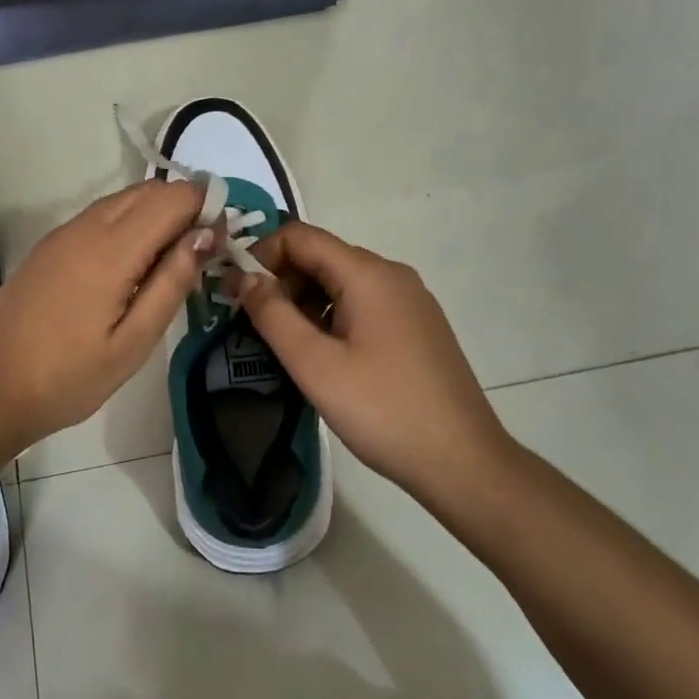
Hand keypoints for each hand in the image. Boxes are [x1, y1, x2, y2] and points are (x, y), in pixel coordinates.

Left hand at [0, 179, 209, 446]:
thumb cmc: (70, 377)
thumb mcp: (133, 342)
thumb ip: (171, 283)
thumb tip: (205, 235)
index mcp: (111, 249)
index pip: (172, 198)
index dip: (205, 206)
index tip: (222, 238)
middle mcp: (86, 227)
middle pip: (148, 191)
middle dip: (184, 206)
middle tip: (204, 249)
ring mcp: (63, 232)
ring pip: (123, 199)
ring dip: (156, 212)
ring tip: (173, 258)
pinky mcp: (50, 244)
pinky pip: (100, 215)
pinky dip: (129, 221)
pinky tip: (134, 261)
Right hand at [235, 223, 515, 507]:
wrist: (463, 462)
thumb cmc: (382, 409)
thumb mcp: (315, 365)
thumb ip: (272, 314)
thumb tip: (244, 278)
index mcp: (368, 273)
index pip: (300, 236)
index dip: (261, 255)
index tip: (236, 292)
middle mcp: (391, 274)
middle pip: (321, 256)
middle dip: (281, 280)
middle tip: (253, 323)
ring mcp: (409, 299)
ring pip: (341, 281)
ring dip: (305, 301)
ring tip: (285, 345)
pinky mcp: (417, 325)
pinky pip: (363, 303)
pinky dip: (332, 316)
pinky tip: (324, 355)